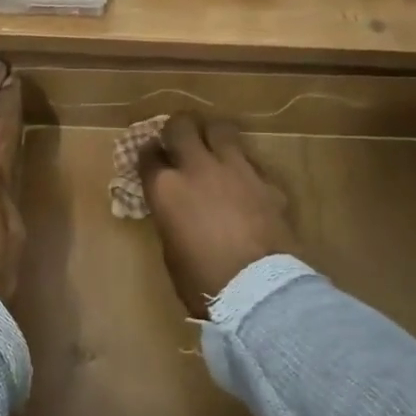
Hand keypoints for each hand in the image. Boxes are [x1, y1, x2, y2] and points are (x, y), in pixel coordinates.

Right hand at [138, 113, 295, 313]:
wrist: (260, 290)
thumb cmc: (203, 282)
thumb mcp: (172, 251)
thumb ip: (171, 219)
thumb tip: (177, 212)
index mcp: (165, 189)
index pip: (148, 155)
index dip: (149, 154)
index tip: (153, 159)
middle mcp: (197, 168)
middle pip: (181, 126)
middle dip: (176, 129)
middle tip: (179, 140)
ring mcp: (235, 169)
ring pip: (221, 128)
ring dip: (213, 134)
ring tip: (213, 145)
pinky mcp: (266, 181)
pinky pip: (250, 161)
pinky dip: (243, 167)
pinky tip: (244, 181)